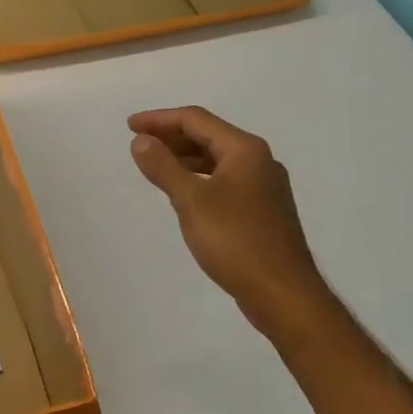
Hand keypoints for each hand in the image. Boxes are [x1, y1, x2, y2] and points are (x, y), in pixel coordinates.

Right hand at [128, 106, 333, 334]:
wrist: (283, 294)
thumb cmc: (235, 241)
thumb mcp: (191, 201)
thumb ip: (163, 167)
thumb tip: (141, 141)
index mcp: (245, 150)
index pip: (196, 120)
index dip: (159, 119)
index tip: (129, 127)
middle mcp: (258, 161)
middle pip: (208, 136)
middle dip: (171, 136)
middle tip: (138, 143)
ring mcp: (263, 186)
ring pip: (216, 159)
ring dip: (184, 157)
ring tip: (154, 165)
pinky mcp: (262, 210)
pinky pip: (224, 180)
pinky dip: (198, 178)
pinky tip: (183, 193)